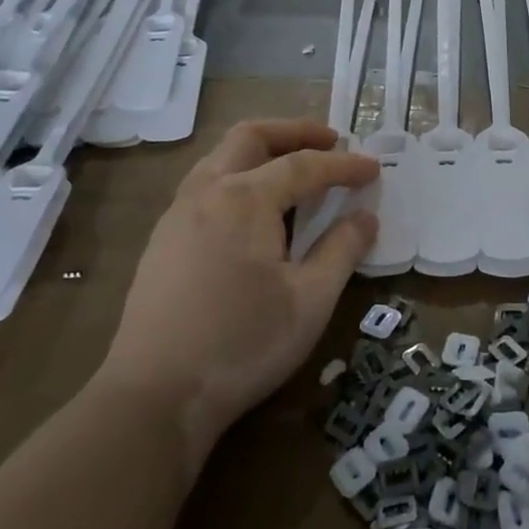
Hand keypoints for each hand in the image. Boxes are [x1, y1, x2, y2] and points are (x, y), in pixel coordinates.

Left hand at [98, 119, 378, 454]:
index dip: (344, 165)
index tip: (374, 169)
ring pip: (221, 157)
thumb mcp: (311, 300)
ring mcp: (177, 214)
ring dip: (261, 151)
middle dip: (294, 131)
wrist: (154, 396)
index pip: (304, 166)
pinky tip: (252, 210)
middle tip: (330, 140)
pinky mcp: (162, 240)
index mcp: (245, 198)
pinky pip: (204, 185)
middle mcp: (206, 191)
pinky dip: (237, 175)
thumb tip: (365, 217)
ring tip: (293, 168)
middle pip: (251, 137)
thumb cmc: (243, 344)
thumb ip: (342, 250)